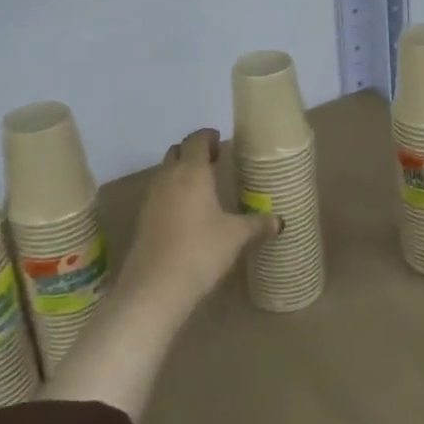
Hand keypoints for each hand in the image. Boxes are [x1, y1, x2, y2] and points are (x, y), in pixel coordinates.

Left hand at [120, 129, 275, 308]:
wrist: (155, 286)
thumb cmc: (201, 250)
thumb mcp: (235, 236)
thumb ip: (257, 224)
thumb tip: (280, 221)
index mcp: (192, 172)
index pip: (196, 140)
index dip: (208, 137)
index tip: (220, 142)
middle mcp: (168, 178)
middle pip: (177, 152)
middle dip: (193, 153)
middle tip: (213, 162)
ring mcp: (152, 198)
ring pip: (165, 173)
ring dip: (181, 173)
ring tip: (203, 187)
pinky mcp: (143, 219)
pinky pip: (159, 195)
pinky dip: (172, 194)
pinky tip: (188, 213)